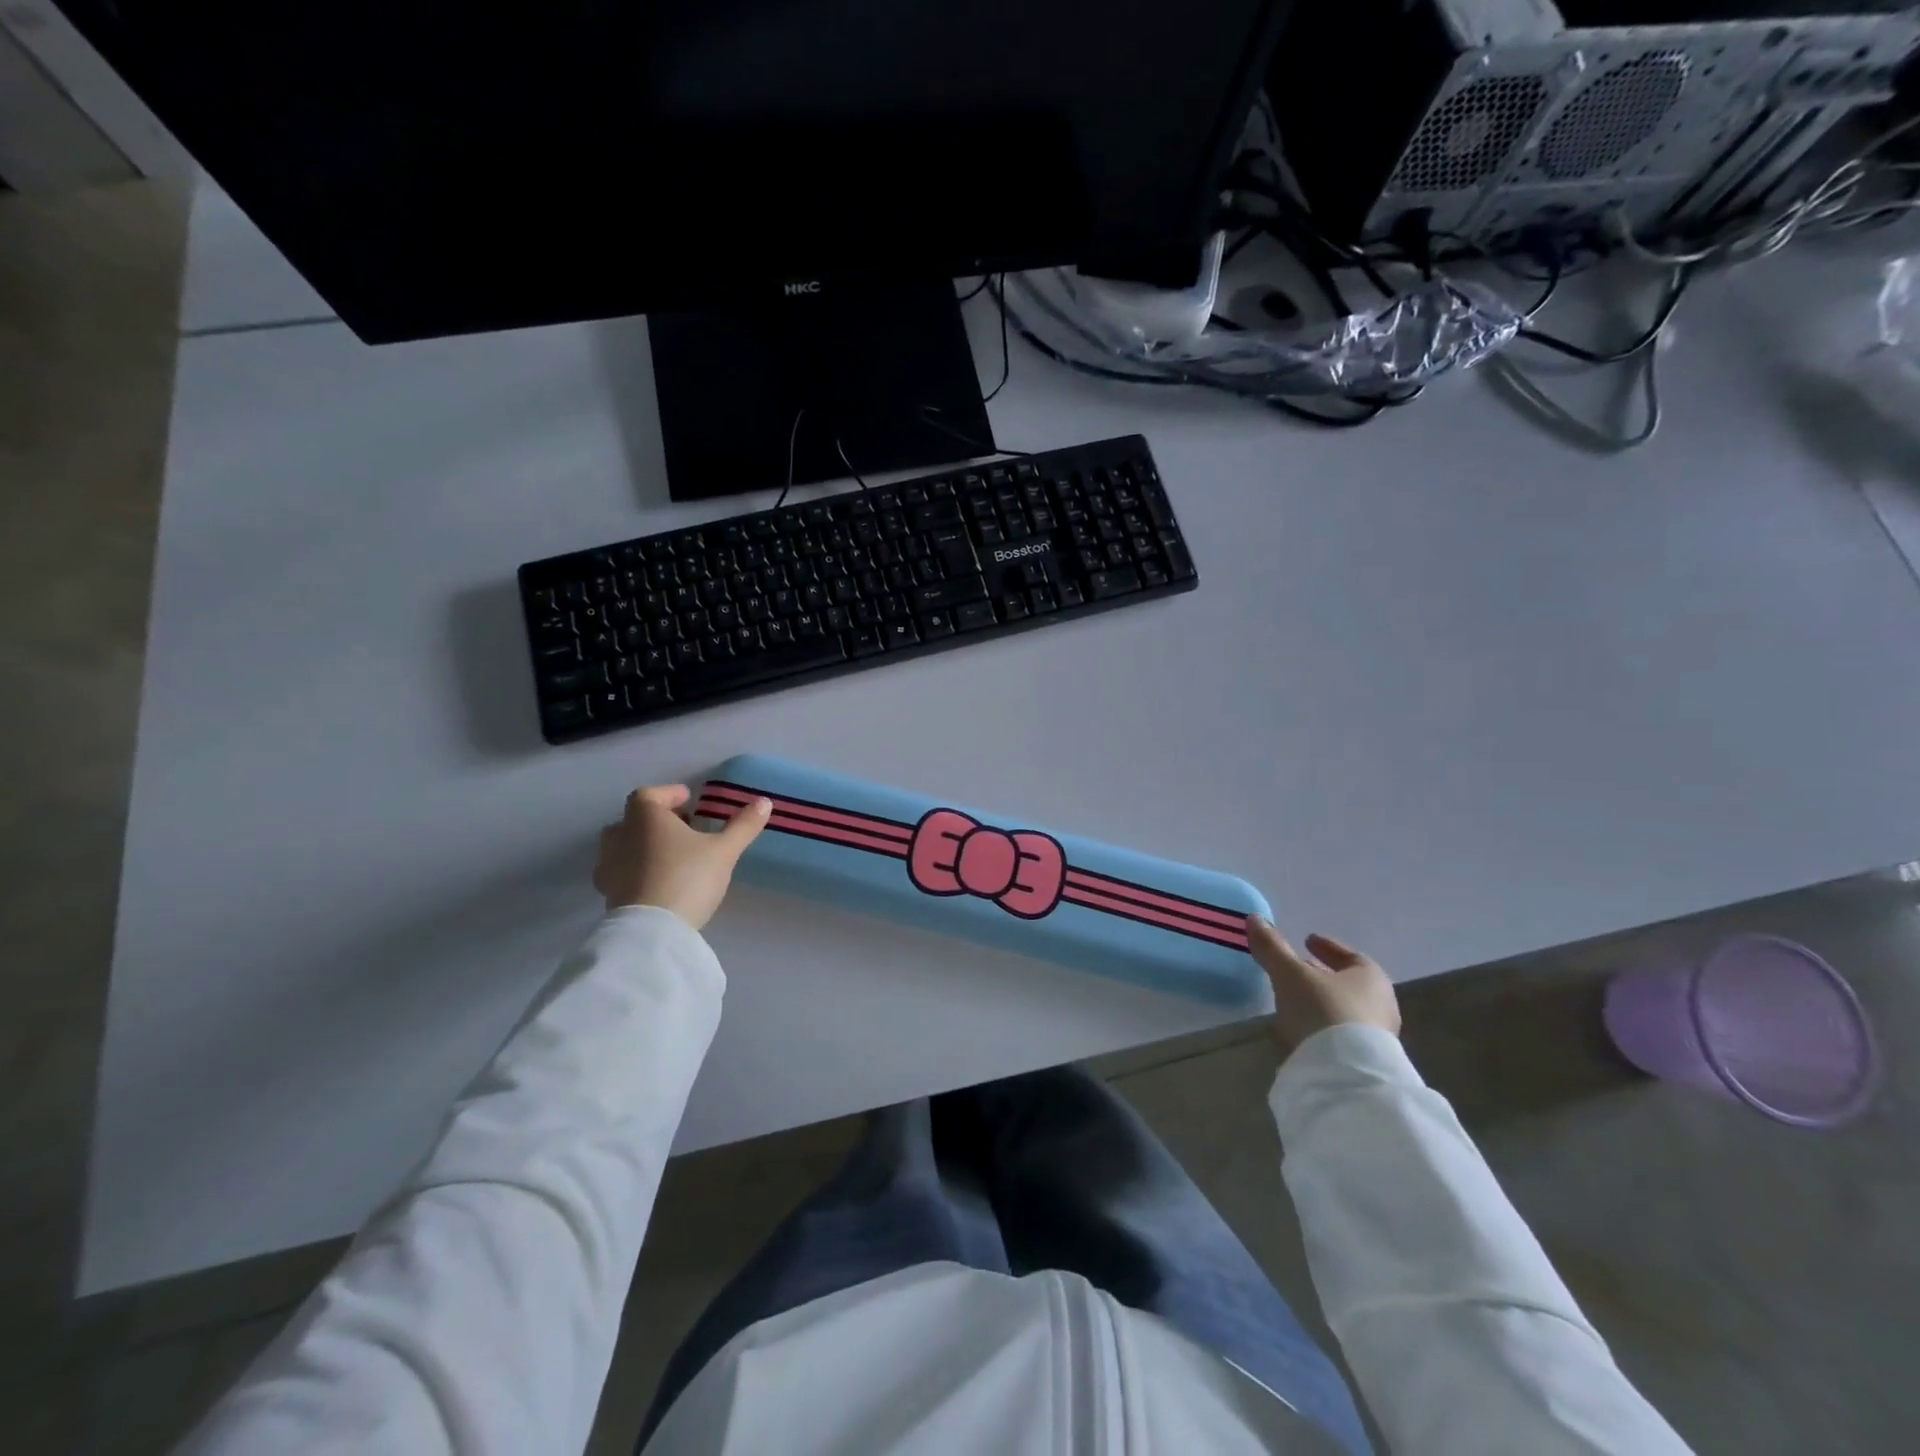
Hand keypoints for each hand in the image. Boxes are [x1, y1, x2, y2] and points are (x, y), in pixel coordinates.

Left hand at [594, 784, 771, 929]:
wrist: (651, 932)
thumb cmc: (687, 877)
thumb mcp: (724, 851)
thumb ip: (743, 826)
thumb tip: (764, 802)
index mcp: (645, 818)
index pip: (649, 794)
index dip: (668, 794)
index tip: (688, 800)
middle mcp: (620, 836)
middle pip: (633, 819)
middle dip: (656, 821)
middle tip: (683, 829)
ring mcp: (609, 867)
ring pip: (623, 846)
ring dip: (643, 846)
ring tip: (671, 857)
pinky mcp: (608, 895)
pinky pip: (620, 873)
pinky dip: (636, 871)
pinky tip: (657, 883)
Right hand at [1247, 919, 1400, 1055]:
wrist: (1346, 1074)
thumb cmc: (1323, 1010)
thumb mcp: (1290, 974)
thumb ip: (1272, 947)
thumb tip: (1254, 918)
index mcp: (1371, 976)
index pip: (1349, 955)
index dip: (1326, 946)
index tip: (1306, 940)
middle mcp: (1380, 1004)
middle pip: (1347, 983)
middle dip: (1321, 975)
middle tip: (1297, 970)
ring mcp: (1376, 1036)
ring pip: (1342, 1009)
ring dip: (1319, 1002)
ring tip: (1291, 1000)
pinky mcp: (1364, 1062)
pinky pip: (1339, 1034)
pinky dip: (1320, 1026)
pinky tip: (1299, 1029)